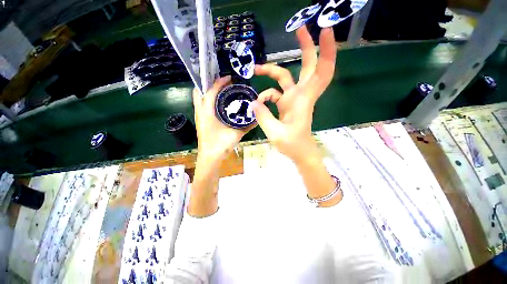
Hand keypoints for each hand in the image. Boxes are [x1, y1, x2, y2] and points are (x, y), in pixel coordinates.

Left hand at [189, 76, 255, 216]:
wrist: (210, 158)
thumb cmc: (221, 145)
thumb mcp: (236, 134)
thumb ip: (247, 126)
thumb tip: (258, 119)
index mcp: (207, 112)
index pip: (210, 91)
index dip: (219, 82)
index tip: (229, 78)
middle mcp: (200, 111)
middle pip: (199, 91)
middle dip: (209, 83)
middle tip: (223, 82)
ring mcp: (199, 116)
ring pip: (199, 98)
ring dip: (209, 91)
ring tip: (222, 89)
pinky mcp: (201, 121)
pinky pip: (202, 106)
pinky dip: (209, 101)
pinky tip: (220, 103)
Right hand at [251, 26, 336, 163]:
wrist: (299, 153)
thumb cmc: (292, 145)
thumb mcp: (274, 133)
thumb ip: (263, 116)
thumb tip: (253, 102)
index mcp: (302, 100)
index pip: (321, 71)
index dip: (325, 51)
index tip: (324, 30)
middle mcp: (300, 95)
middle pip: (308, 66)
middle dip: (306, 46)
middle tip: (299, 28)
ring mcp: (293, 99)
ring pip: (286, 78)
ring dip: (272, 71)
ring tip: (256, 69)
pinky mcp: (287, 105)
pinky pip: (276, 94)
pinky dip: (267, 95)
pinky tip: (259, 103)